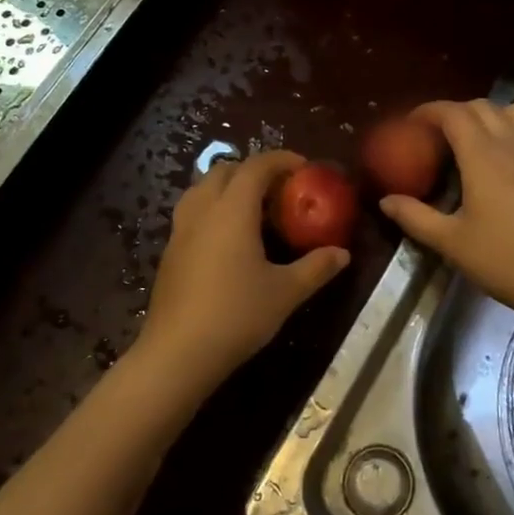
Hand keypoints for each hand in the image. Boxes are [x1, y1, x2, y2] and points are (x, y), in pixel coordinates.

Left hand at [137, 149, 349, 392]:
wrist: (177, 354)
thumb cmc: (237, 315)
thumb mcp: (285, 292)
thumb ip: (316, 268)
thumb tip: (343, 253)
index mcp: (233, 210)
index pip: (256, 167)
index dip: (281, 160)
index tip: (304, 168)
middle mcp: (203, 210)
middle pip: (225, 170)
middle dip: (253, 170)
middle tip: (279, 189)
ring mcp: (181, 231)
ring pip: (202, 189)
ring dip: (228, 187)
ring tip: (253, 209)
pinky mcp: (170, 252)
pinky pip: (192, 213)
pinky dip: (212, 209)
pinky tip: (228, 239)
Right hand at [379, 99, 513, 327]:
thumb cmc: (502, 259)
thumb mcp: (449, 242)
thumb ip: (414, 217)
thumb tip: (385, 201)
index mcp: (483, 156)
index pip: (454, 113)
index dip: (430, 110)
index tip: (410, 122)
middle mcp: (512, 146)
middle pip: (484, 106)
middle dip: (456, 111)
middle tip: (436, 133)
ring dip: (497, 113)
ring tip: (479, 136)